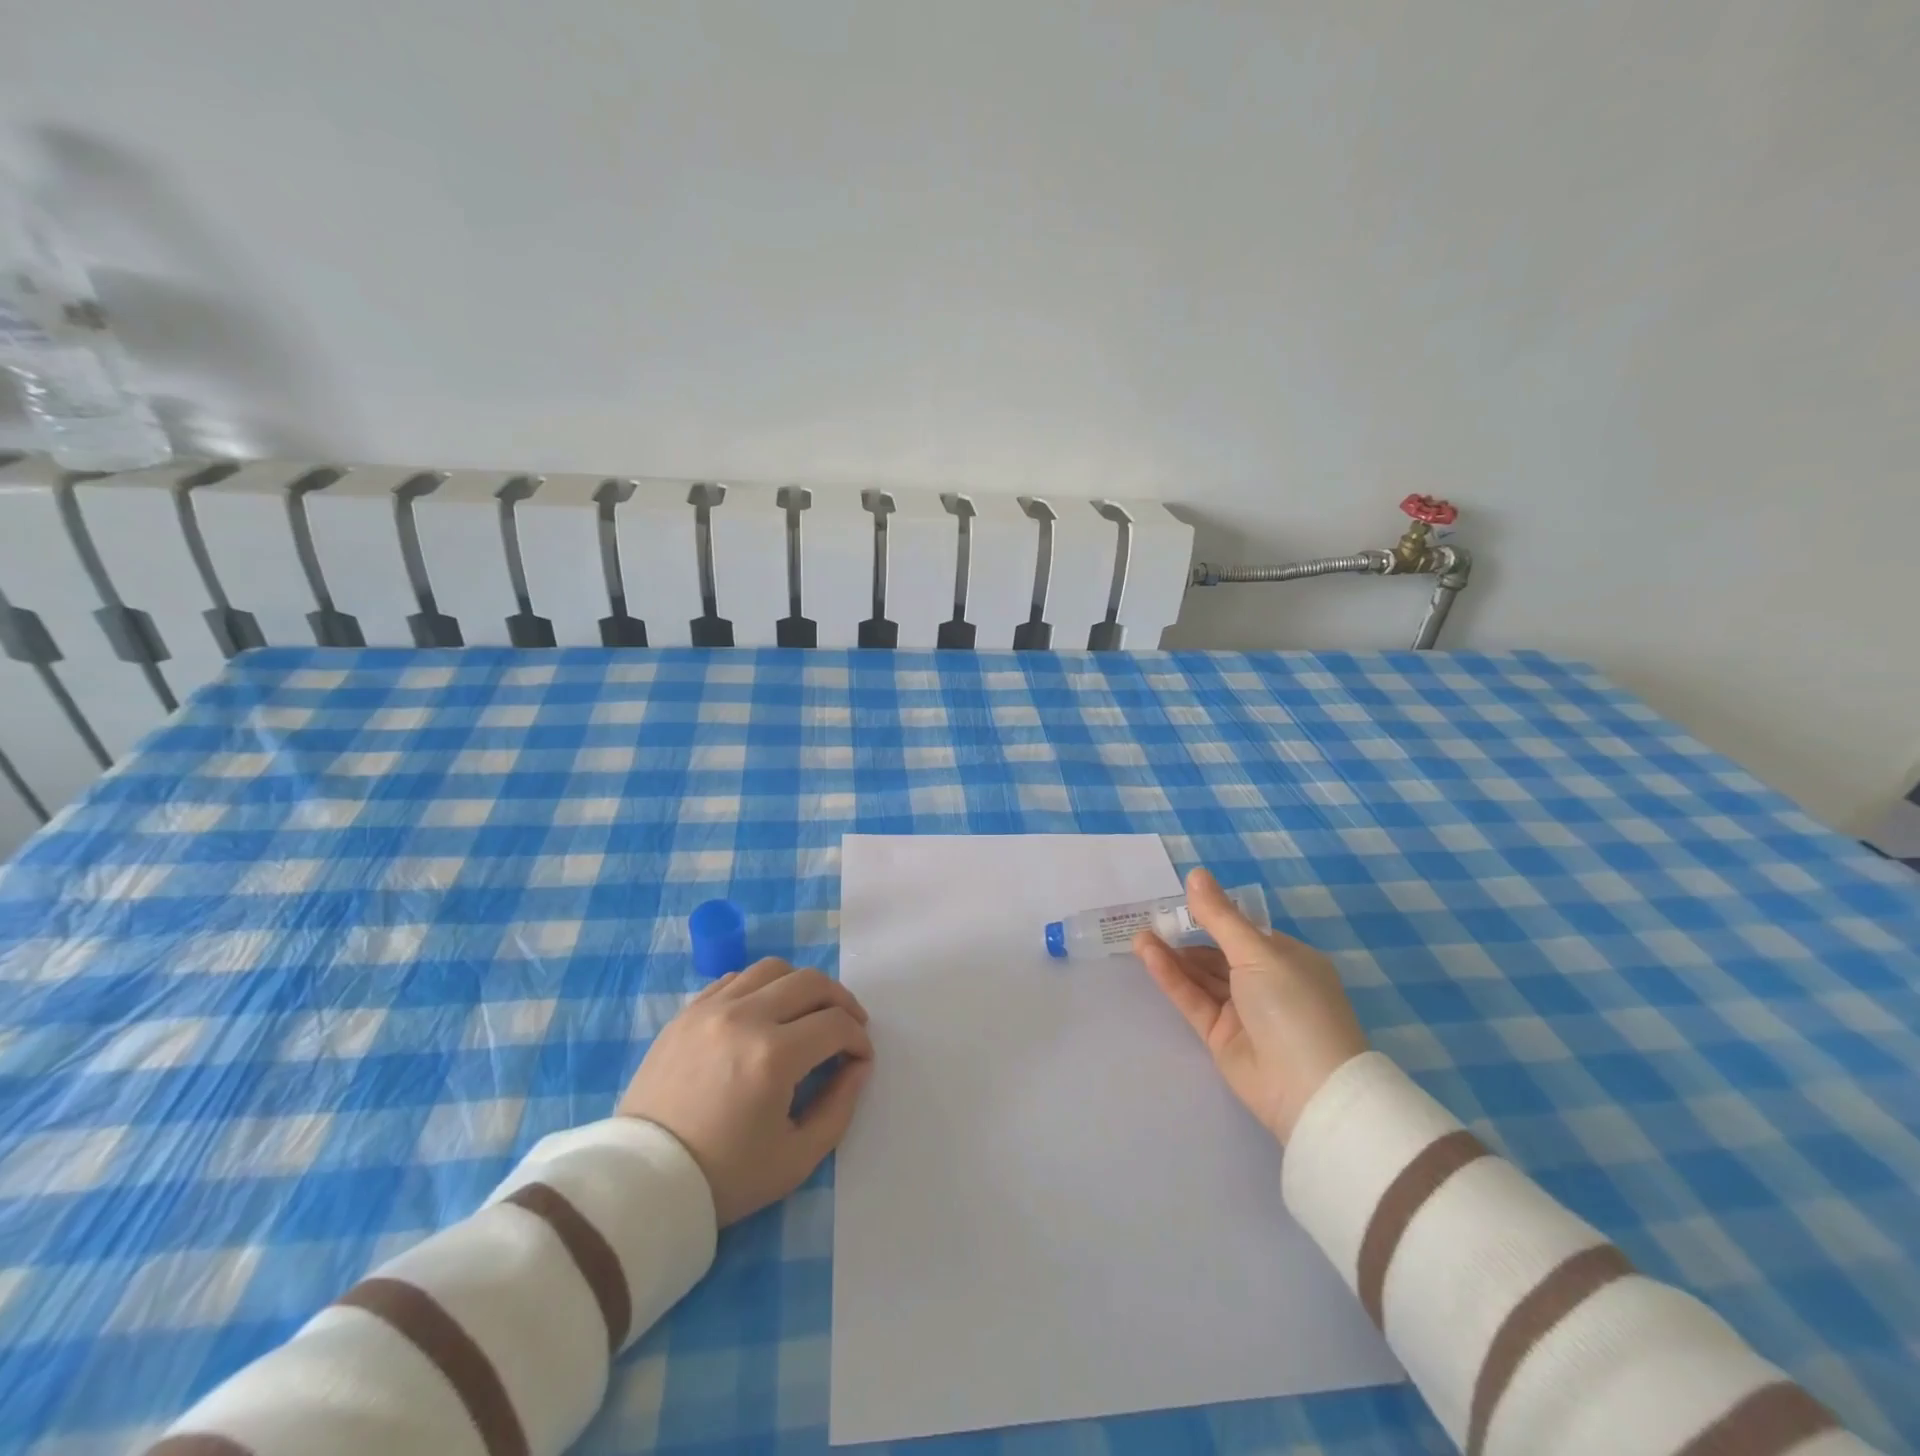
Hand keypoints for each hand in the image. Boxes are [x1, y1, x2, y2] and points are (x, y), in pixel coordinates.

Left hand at [617, 958, 874, 1224]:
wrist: (644, 1182)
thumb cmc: (725, 1177)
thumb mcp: (797, 1158)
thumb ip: (840, 1106)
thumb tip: (858, 1065)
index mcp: (774, 1056)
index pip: (836, 1024)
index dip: (859, 1039)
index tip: (860, 1058)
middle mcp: (745, 1018)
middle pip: (811, 982)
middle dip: (841, 1001)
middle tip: (848, 1025)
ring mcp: (711, 1009)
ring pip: (773, 969)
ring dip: (801, 986)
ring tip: (807, 1013)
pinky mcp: (687, 1012)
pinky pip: (735, 979)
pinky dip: (761, 988)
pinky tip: (765, 1014)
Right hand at [1134, 868, 1366, 1142]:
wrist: (1308, 1090)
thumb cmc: (1293, 1006)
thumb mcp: (1257, 953)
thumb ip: (1219, 917)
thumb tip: (1195, 874)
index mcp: (1287, 959)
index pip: (1244, 931)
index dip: (1213, 916)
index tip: (1179, 901)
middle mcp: (1266, 983)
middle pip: (1218, 954)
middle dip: (1187, 936)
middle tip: (1152, 918)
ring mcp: (1242, 1012)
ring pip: (1201, 976)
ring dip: (1173, 956)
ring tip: (1140, 935)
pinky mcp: (1220, 1036)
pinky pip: (1193, 1000)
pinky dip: (1172, 978)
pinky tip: (1148, 955)